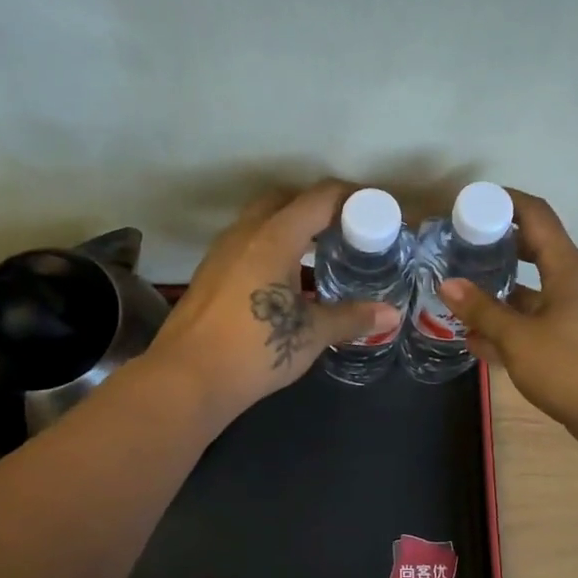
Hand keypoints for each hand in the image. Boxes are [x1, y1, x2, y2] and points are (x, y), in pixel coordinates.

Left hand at [145, 180, 398, 423]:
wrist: (186, 380)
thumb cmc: (255, 350)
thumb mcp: (311, 334)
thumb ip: (351, 317)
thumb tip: (391, 314)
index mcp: (274, 237)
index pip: (320, 198)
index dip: (354, 198)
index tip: (378, 211)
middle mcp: (244, 234)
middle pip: (286, 200)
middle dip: (319, 208)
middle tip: (347, 230)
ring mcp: (221, 252)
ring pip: (261, 221)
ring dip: (291, 228)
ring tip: (320, 255)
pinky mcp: (209, 274)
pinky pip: (247, 244)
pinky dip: (271, 248)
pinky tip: (286, 281)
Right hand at [438, 189, 577, 443]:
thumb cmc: (571, 369)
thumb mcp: (518, 339)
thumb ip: (482, 311)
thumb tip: (448, 284)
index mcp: (568, 270)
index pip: (537, 216)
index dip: (506, 202)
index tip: (472, 203)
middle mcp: (575, 283)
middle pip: (535, 249)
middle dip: (498, 246)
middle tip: (461, 247)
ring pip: (533, 290)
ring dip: (500, 291)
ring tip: (461, 294)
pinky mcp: (576, 339)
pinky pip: (538, 320)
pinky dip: (511, 323)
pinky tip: (479, 339)